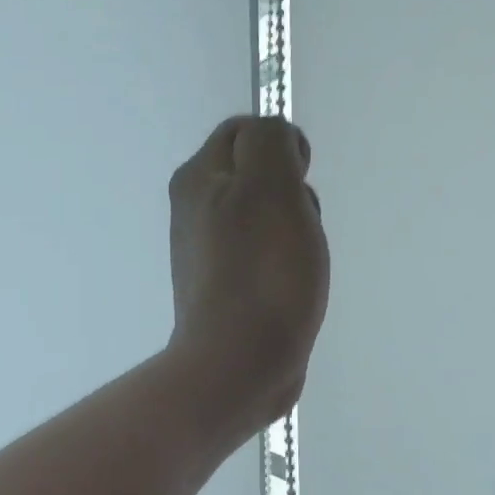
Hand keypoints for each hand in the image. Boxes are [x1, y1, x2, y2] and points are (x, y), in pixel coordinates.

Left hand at [168, 115, 327, 433]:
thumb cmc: (261, 271)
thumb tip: (273, 141)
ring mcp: (209, 254)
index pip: (244, 132)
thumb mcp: (269, 185)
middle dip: (291, 193)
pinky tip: (291, 290)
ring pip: (267, 219)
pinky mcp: (226, 290)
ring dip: (294, 232)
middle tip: (297, 228)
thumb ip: (270, 141)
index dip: (282, 148)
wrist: (240, 363)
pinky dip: (284, 266)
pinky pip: (265, 258)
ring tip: (297, 264)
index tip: (299, 183)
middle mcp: (195, 211)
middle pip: (258, 177)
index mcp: (197, 179)